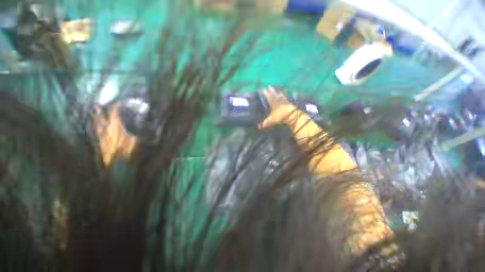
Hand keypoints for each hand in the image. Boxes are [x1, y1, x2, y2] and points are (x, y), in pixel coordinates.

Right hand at [259, 86, 296, 128]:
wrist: (292, 116)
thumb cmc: (280, 117)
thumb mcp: (272, 120)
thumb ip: (265, 123)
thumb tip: (259, 127)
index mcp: (273, 103)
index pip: (268, 97)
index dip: (266, 93)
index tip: (263, 90)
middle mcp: (278, 100)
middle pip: (274, 94)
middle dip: (271, 90)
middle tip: (269, 86)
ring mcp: (284, 101)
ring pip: (280, 95)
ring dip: (278, 92)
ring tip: (277, 90)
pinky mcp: (289, 103)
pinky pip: (286, 98)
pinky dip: (284, 96)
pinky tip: (284, 96)